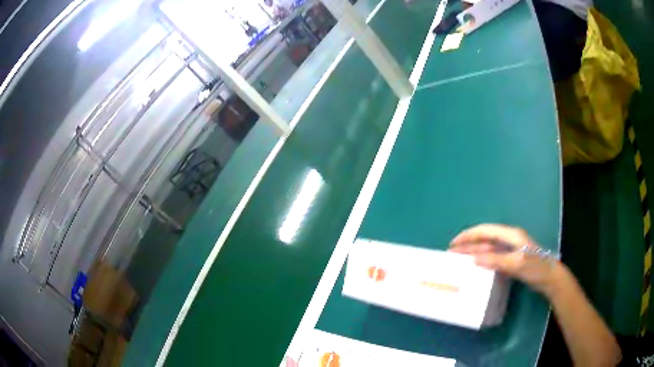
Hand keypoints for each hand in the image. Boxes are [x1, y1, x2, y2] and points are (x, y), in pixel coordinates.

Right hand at [450, 224, 562, 295]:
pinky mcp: (512, 259)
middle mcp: (509, 239)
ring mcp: (511, 249)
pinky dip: (483, 259)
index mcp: (511, 235)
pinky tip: (476, 266)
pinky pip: (493, 256)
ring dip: (474, 252)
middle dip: (468, 244)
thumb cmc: (535, 268)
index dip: (468, 236)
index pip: (485, 231)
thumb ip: (495, 260)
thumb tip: (474, 259)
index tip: (453, 244)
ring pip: (488, 248)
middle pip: (485, 238)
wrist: (550, 278)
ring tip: (459, 259)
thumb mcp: (516, 263)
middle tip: (452, 253)